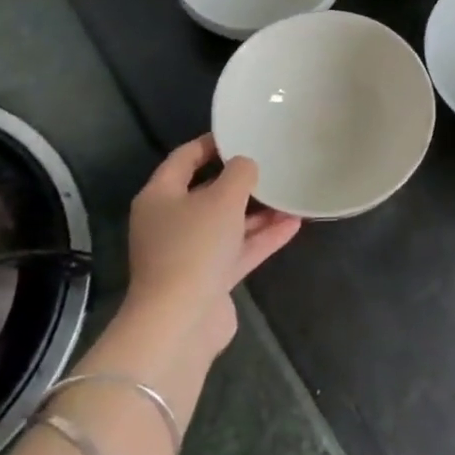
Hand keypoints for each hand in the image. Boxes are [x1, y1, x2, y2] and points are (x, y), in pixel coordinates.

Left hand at [117, 134, 300, 361]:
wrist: (181, 321)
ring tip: (291, 194)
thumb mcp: (223, 198)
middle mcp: (170, 222)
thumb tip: (246, 165)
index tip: (241, 133)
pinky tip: (294, 224)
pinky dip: (262, 237)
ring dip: (258, 211)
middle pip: (207, 192)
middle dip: (240, 181)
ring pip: (227, 223)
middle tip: (271, 163)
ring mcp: (189, 253)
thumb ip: (240, 173)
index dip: (212, 143)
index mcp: (160, 197)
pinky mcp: (208, 278)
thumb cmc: (195, 246)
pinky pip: (238, 249)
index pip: (184, 158)